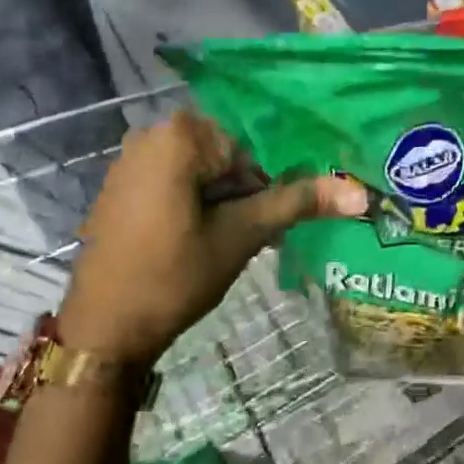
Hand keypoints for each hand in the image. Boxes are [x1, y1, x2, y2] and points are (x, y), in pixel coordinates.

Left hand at [58, 111, 367, 368]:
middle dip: (243, 195)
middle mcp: (149, 134)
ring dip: (222, 203)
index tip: (261, 226)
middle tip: (246, 238)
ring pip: (202, 173)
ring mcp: (129, 161)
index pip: (251, 149)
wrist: (103, 329)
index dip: (264, 188)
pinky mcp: (120, 187)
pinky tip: (193, 243)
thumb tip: (360, 193)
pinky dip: (194, 205)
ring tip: (222, 245)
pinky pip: (174, 183)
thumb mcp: (241, 236)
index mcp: (179, 134)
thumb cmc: (174, 276)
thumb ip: (297, 203)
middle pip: (225, 158)